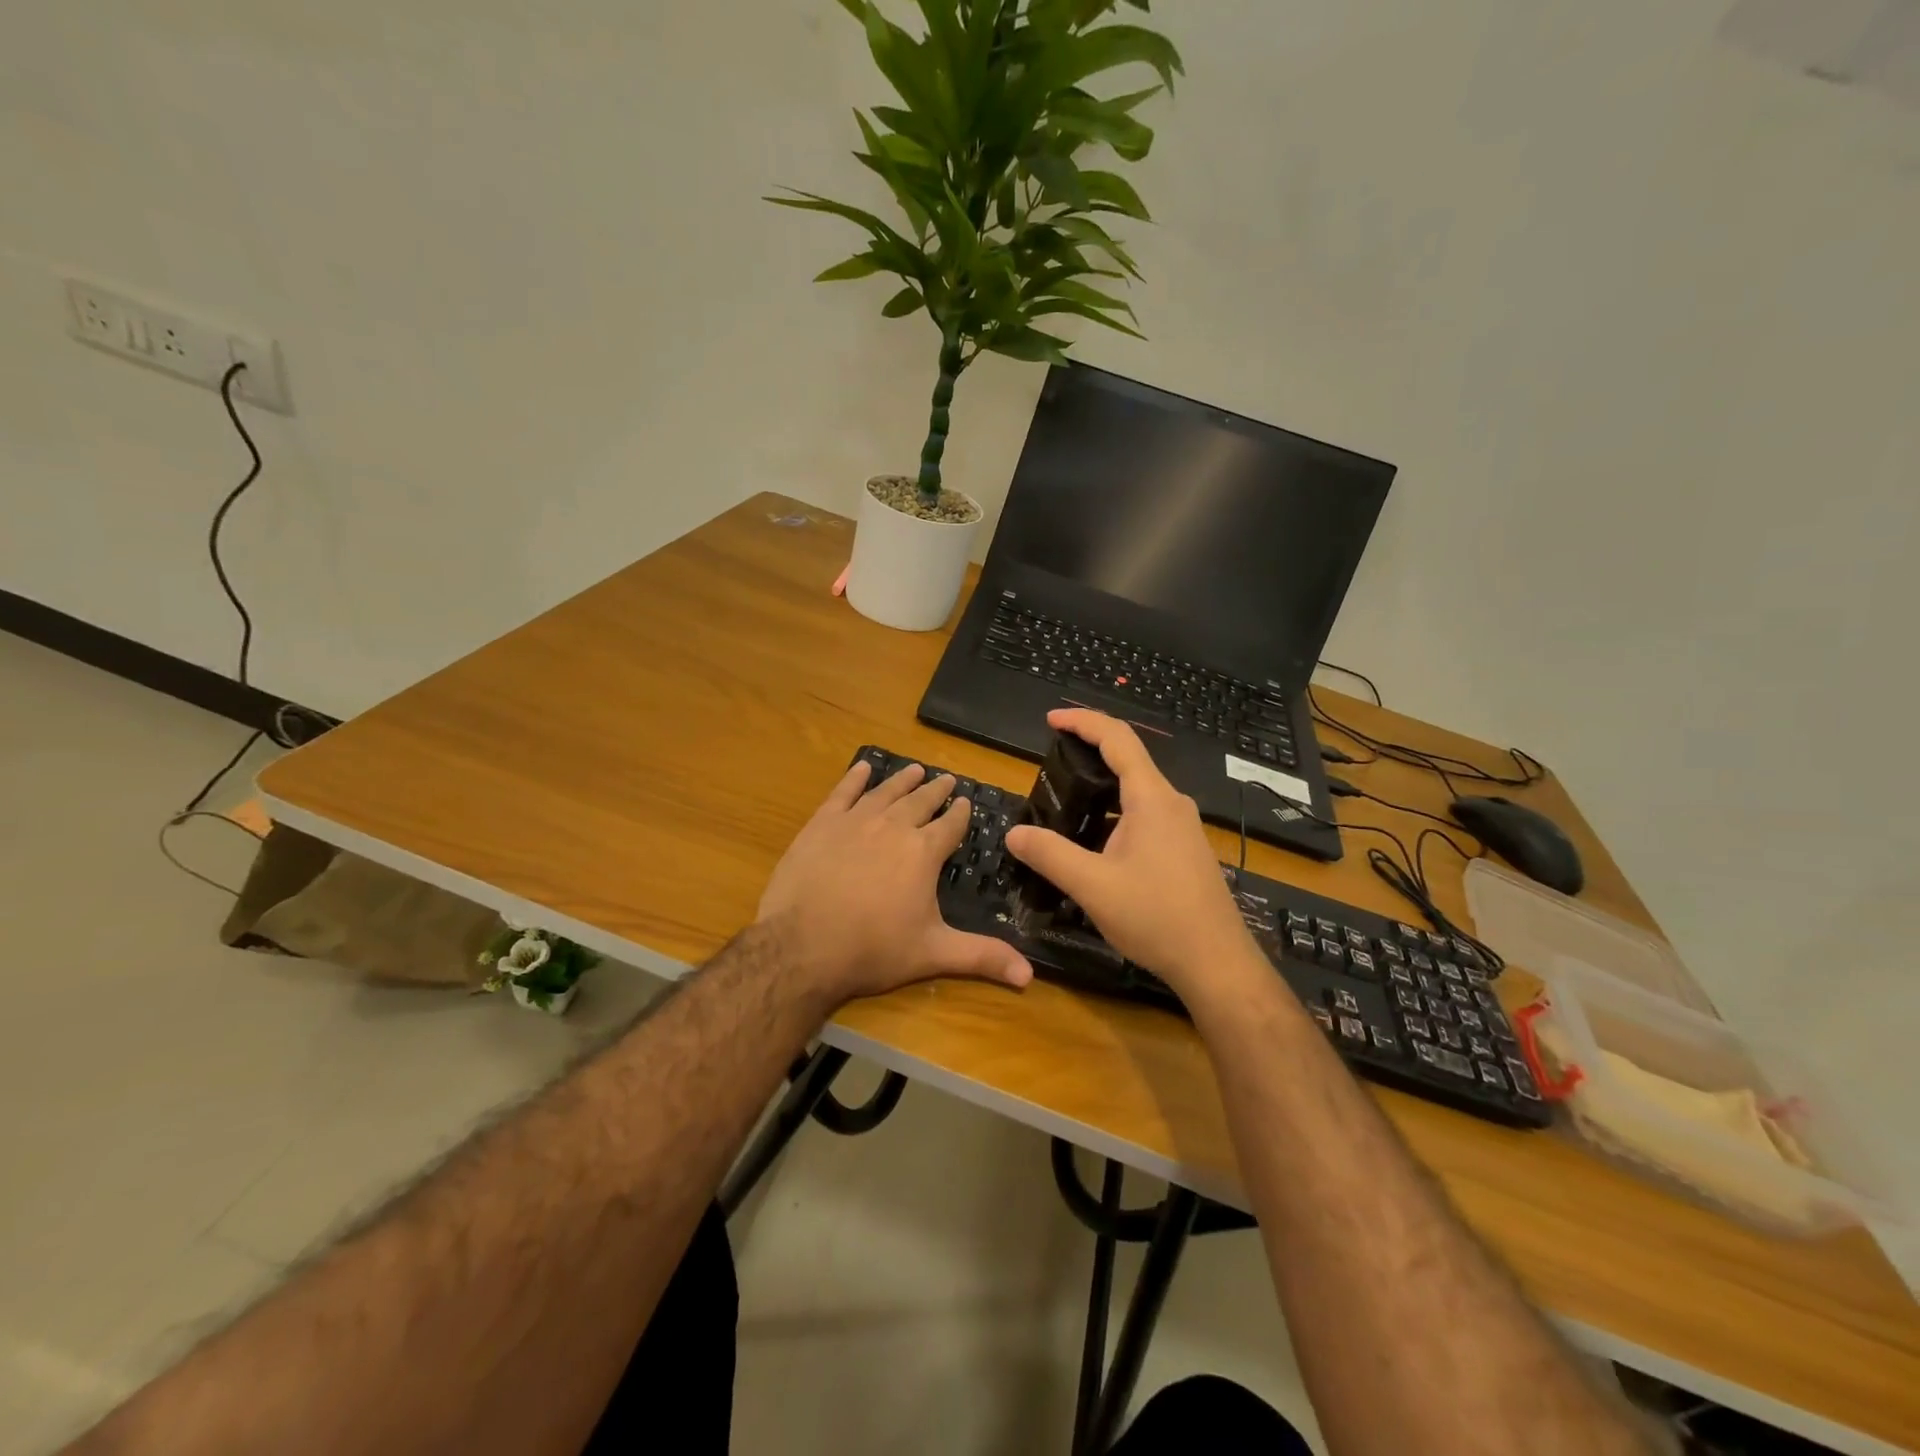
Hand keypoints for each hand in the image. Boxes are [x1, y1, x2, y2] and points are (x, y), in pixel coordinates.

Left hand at [757, 760, 1033, 1008]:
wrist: (802, 946)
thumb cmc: (872, 950)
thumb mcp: (933, 954)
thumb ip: (982, 957)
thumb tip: (1029, 975)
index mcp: (923, 852)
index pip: (950, 825)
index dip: (961, 814)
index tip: (967, 802)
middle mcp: (893, 826)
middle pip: (921, 801)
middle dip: (937, 791)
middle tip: (947, 779)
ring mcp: (855, 821)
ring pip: (886, 792)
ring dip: (903, 779)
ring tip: (915, 769)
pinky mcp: (822, 824)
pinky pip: (843, 793)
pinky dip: (855, 778)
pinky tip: (862, 768)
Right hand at [1004, 709, 1255, 994]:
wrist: (1217, 963)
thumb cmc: (1156, 917)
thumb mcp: (1092, 886)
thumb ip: (1050, 855)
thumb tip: (1013, 833)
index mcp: (1151, 798)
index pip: (1117, 739)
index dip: (1082, 721)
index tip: (1050, 719)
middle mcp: (1171, 803)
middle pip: (1128, 760)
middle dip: (1088, 753)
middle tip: (1050, 763)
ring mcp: (1182, 827)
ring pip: (1136, 792)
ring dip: (1100, 790)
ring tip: (1064, 805)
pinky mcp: (1185, 849)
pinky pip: (1145, 815)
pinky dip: (1114, 814)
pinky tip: (1094, 843)